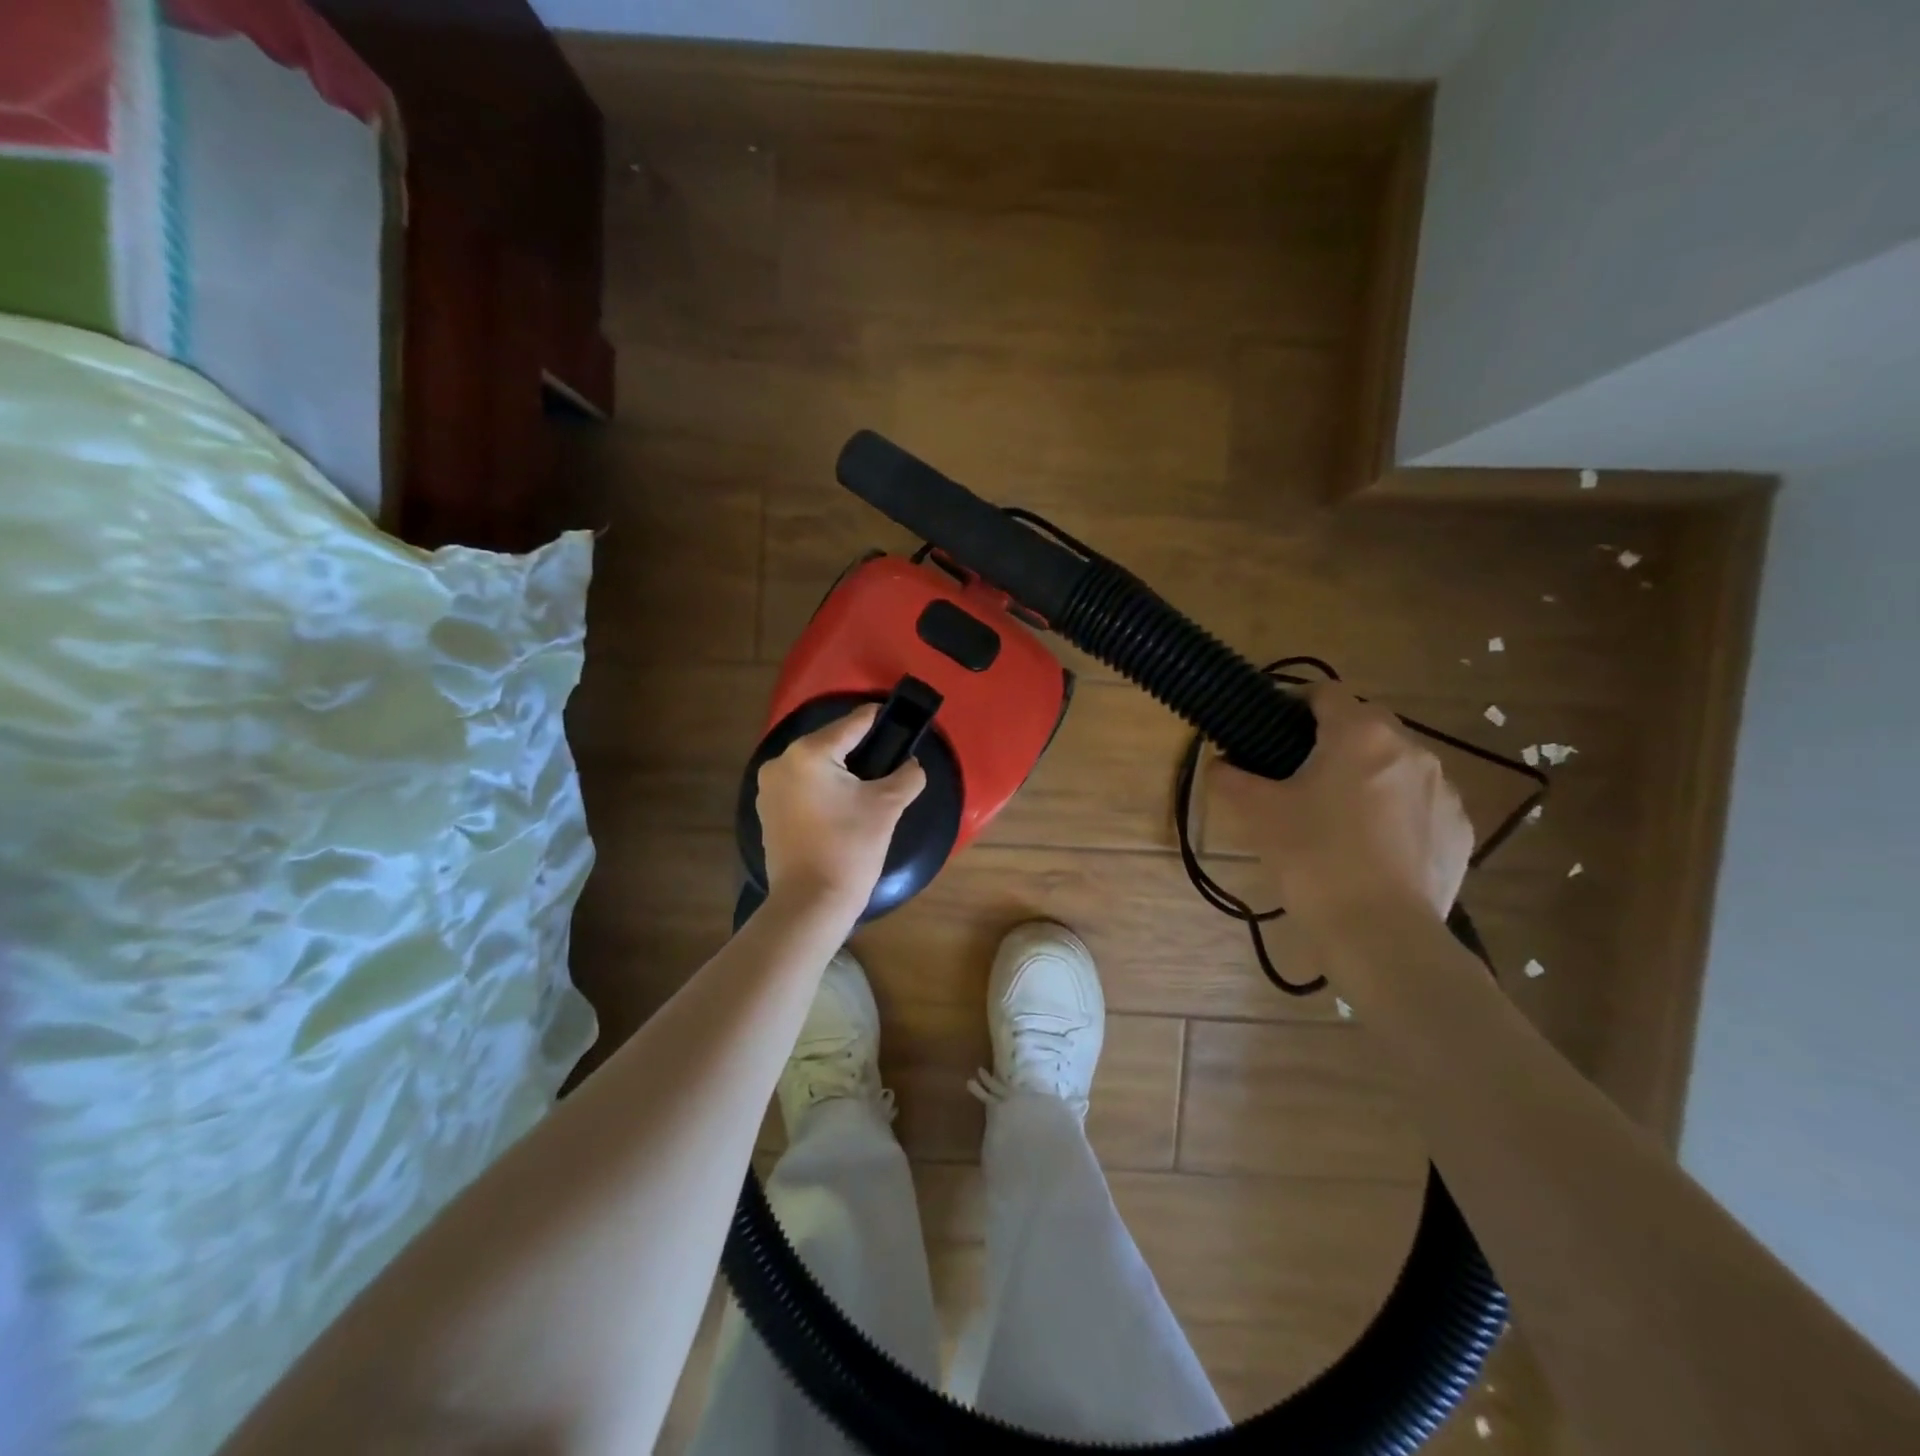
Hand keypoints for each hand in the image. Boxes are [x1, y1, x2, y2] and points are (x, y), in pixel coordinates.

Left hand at [756, 704, 926, 917]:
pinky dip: (823, 788)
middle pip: (831, 743)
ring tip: (870, 783)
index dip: (879, 719)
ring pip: (815, 766)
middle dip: (860, 749)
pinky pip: (802, 786)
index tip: (899, 717)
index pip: (852, 724)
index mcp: (809, 753)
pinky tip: (843, 804)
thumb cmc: (849, 848)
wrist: (810, 903)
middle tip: (890, 758)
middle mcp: (781, 762)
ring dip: (841, 770)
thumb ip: (906, 776)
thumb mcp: (887, 807)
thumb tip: (911, 765)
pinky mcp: (768, 811)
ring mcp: (769, 788)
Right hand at [1207, 683, 1472, 924]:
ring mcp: (1444, 790)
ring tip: (1336, 814)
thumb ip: (1231, 779)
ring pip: (1395, 765)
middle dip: (1331, 741)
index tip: (1272, 726)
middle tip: (1297, 775)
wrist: (1381, 933)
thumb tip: (1218, 763)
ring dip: (1366, 775)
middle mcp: (1411, 749)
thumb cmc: (1313, 858)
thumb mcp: (1258, 814)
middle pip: (1365, 726)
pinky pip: (1420, 803)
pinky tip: (1371, 846)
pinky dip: (1395, 811)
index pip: (1325, 692)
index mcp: (1360, 734)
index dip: (1294, 701)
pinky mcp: (1460, 829)